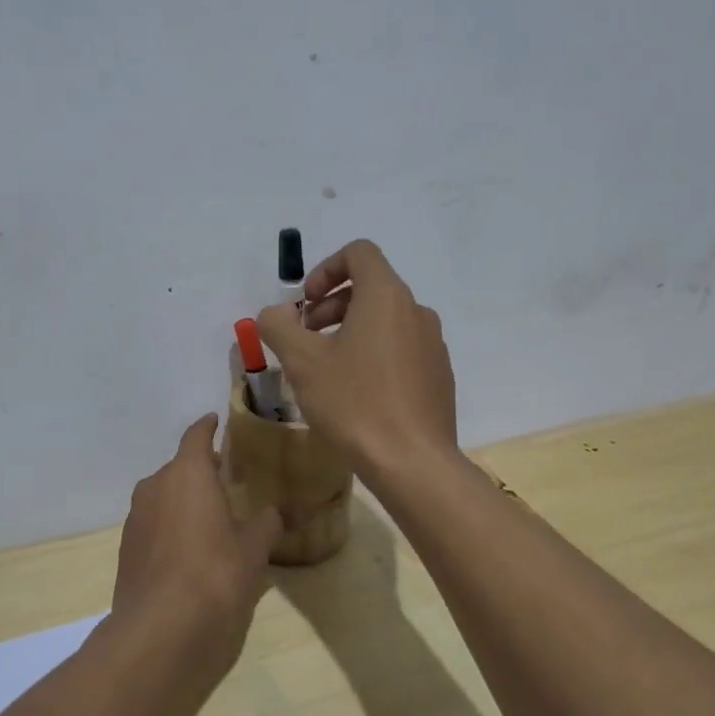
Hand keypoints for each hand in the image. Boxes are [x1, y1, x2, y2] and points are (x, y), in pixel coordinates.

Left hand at [110, 415, 280, 699]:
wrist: (160, 631)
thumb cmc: (215, 576)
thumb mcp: (253, 550)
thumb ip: (265, 524)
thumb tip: (274, 513)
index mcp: (187, 473)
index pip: (196, 436)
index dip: (207, 427)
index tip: (216, 421)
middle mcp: (155, 486)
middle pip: (179, 468)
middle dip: (200, 471)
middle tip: (225, 480)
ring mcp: (135, 518)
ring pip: (163, 497)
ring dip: (183, 501)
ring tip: (209, 518)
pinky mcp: (126, 549)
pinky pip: (153, 525)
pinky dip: (170, 527)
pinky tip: (188, 551)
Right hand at [256, 239, 458, 478]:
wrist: (412, 462)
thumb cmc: (354, 403)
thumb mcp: (301, 362)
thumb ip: (279, 326)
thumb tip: (275, 313)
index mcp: (386, 296)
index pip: (359, 252)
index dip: (326, 269)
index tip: (306, 304)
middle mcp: (416, 311)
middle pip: (371, 286)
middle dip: (332, 305)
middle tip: (306, 338)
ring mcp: (433, 344)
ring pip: (386, 320)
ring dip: (351, 330)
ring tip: (327, 368)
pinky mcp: (439, 375)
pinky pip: (402, 348)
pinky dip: (375, 354)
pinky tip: (357, 393)